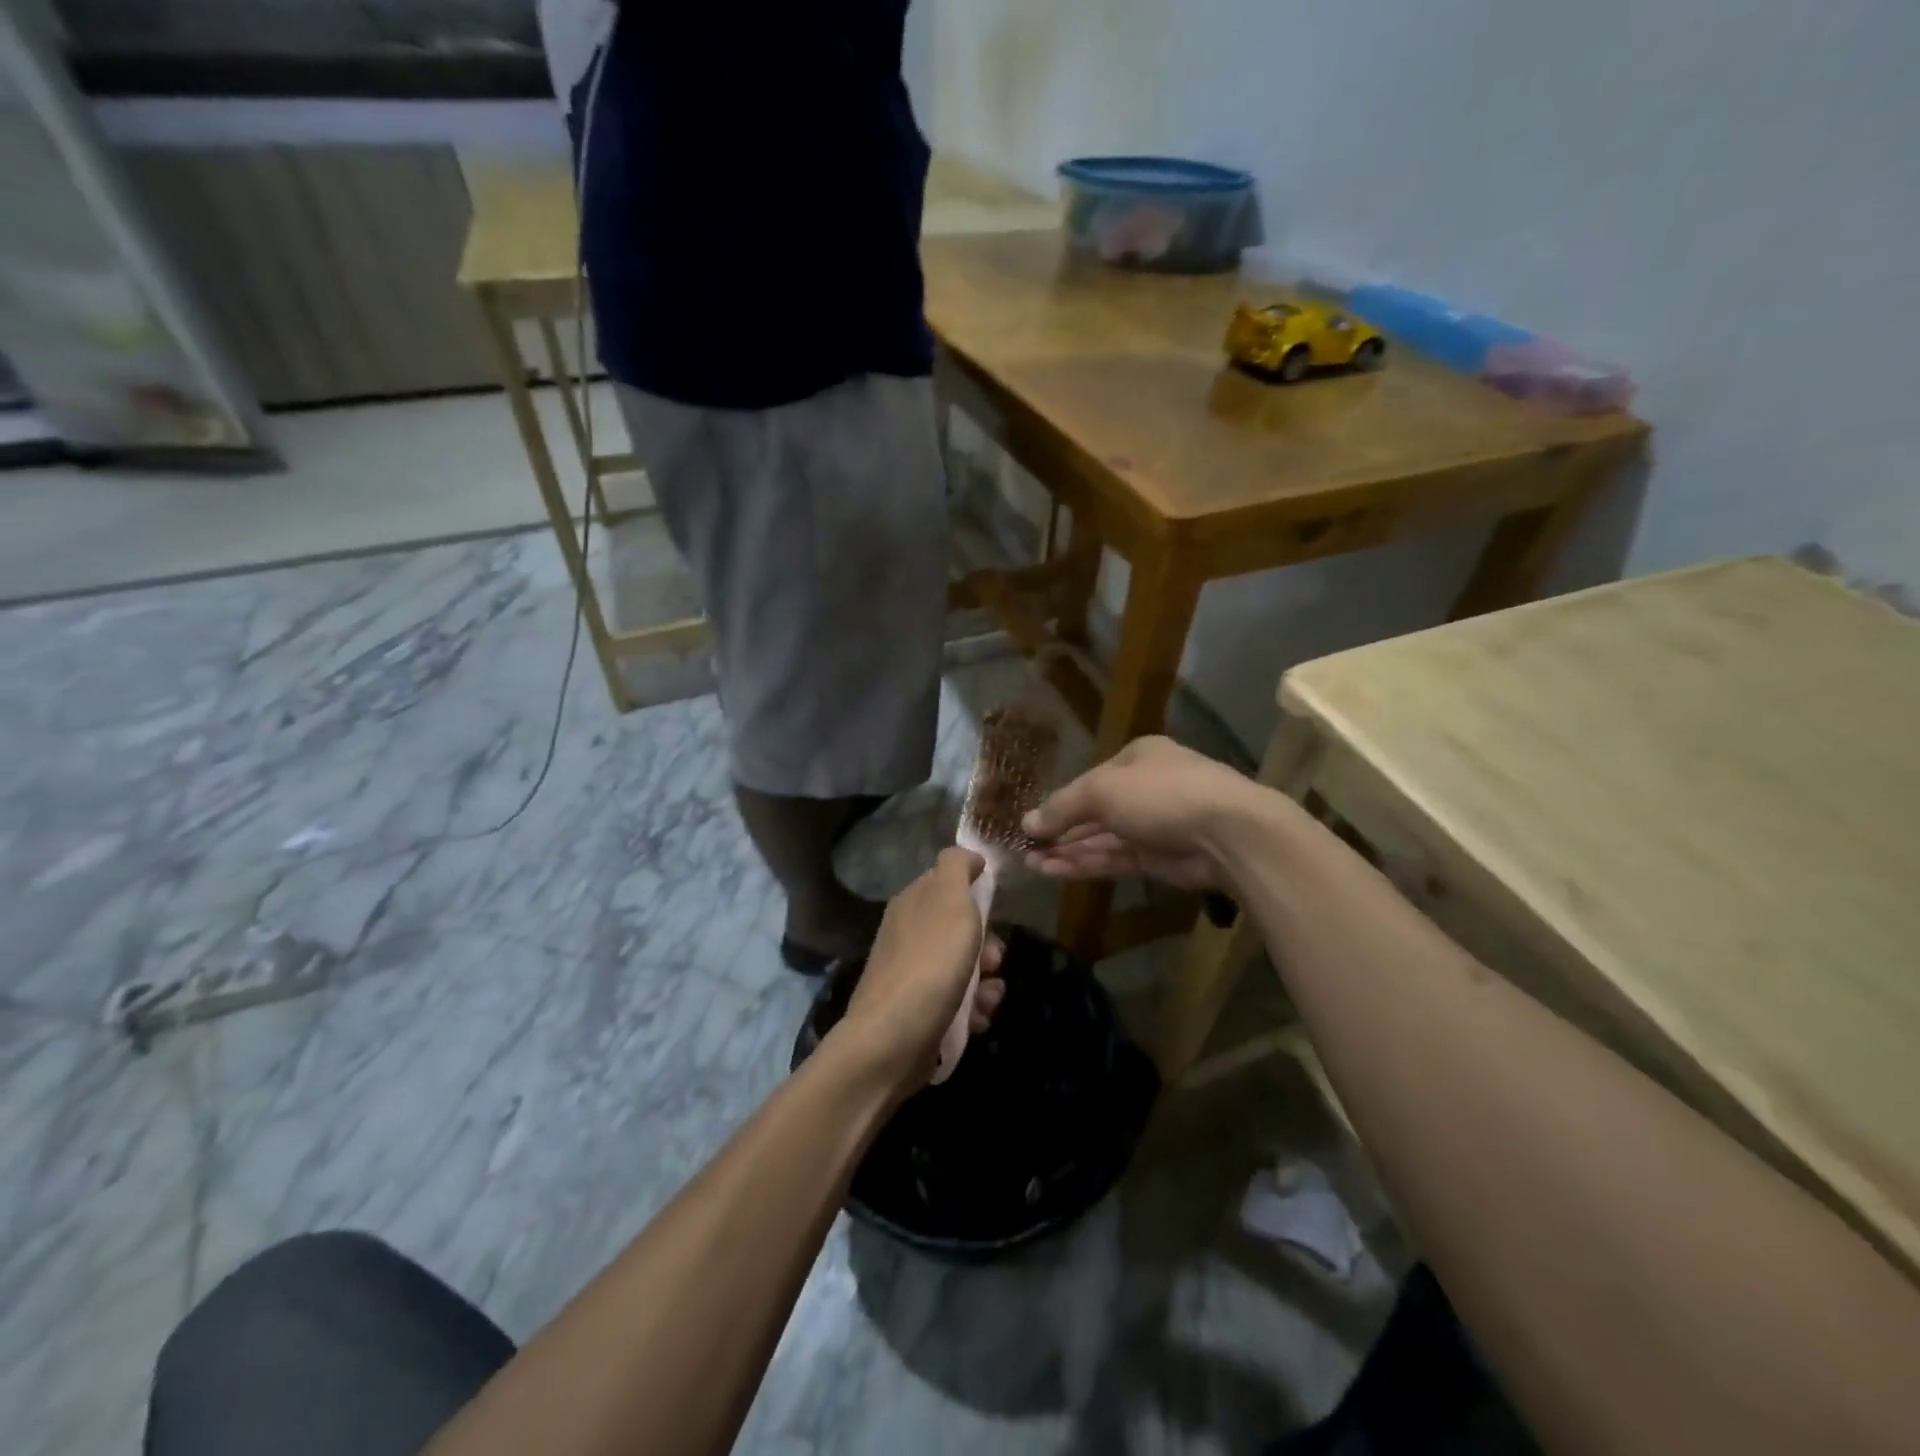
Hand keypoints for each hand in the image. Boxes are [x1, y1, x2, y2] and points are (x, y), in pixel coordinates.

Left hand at [840, 848, 1005, 1091]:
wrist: (893, 1039)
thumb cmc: (929, 962)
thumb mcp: (949, 898)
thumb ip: (958, 867)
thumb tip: (968, 856)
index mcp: (912, 902)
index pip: (949, 883)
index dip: (976, 893)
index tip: (993, 909)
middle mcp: (910, 934)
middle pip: (963, 930)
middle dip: (989, 946)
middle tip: (993, 961)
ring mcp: (914, 975)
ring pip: (967, 969)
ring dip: (988, 983)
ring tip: (986, 998)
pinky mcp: (922, 1012)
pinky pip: (960, 1002)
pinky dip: (975, 1009)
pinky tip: (977, 1019)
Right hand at [1024, 736, 1254, 890]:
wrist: (1227, 832)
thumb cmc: (1160, 794)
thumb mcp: (1101, 790)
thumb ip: (1062, 807)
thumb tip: (1027, 822)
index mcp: (1136, 758)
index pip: (1089, 780)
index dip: (1058, 802)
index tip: (1029, 822)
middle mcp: (1145, 788)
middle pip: (1093, 811)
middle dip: (1059, 830)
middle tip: (1024, 848)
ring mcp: (1154, 825)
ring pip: (1103, 838)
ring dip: (1067, 850)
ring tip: (1030, 864)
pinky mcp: (1160, 858)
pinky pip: (1115, 858)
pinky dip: (1086, 864)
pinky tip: (1055, 871)